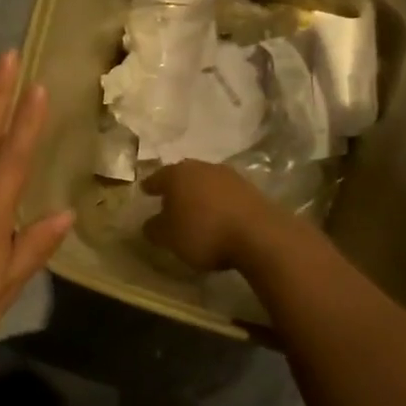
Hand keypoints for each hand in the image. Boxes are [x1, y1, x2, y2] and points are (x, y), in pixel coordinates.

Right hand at [142, 160, 285, 271]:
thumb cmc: (204, 232)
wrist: (260, 235)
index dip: (150, 186)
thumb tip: (149, 223)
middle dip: (177, 187)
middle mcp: (202, 168)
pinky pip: (226, 194)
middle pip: (184, 175)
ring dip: (200, 194)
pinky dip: (219, 202)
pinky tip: (219, 216)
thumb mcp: (168, 238)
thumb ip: (154, 229)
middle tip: (170, 199)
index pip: (157, 177)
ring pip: (207, 182)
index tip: (145, 191)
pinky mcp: (251, 189)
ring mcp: (229, 176)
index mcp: (176, 174)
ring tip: (196, 210)